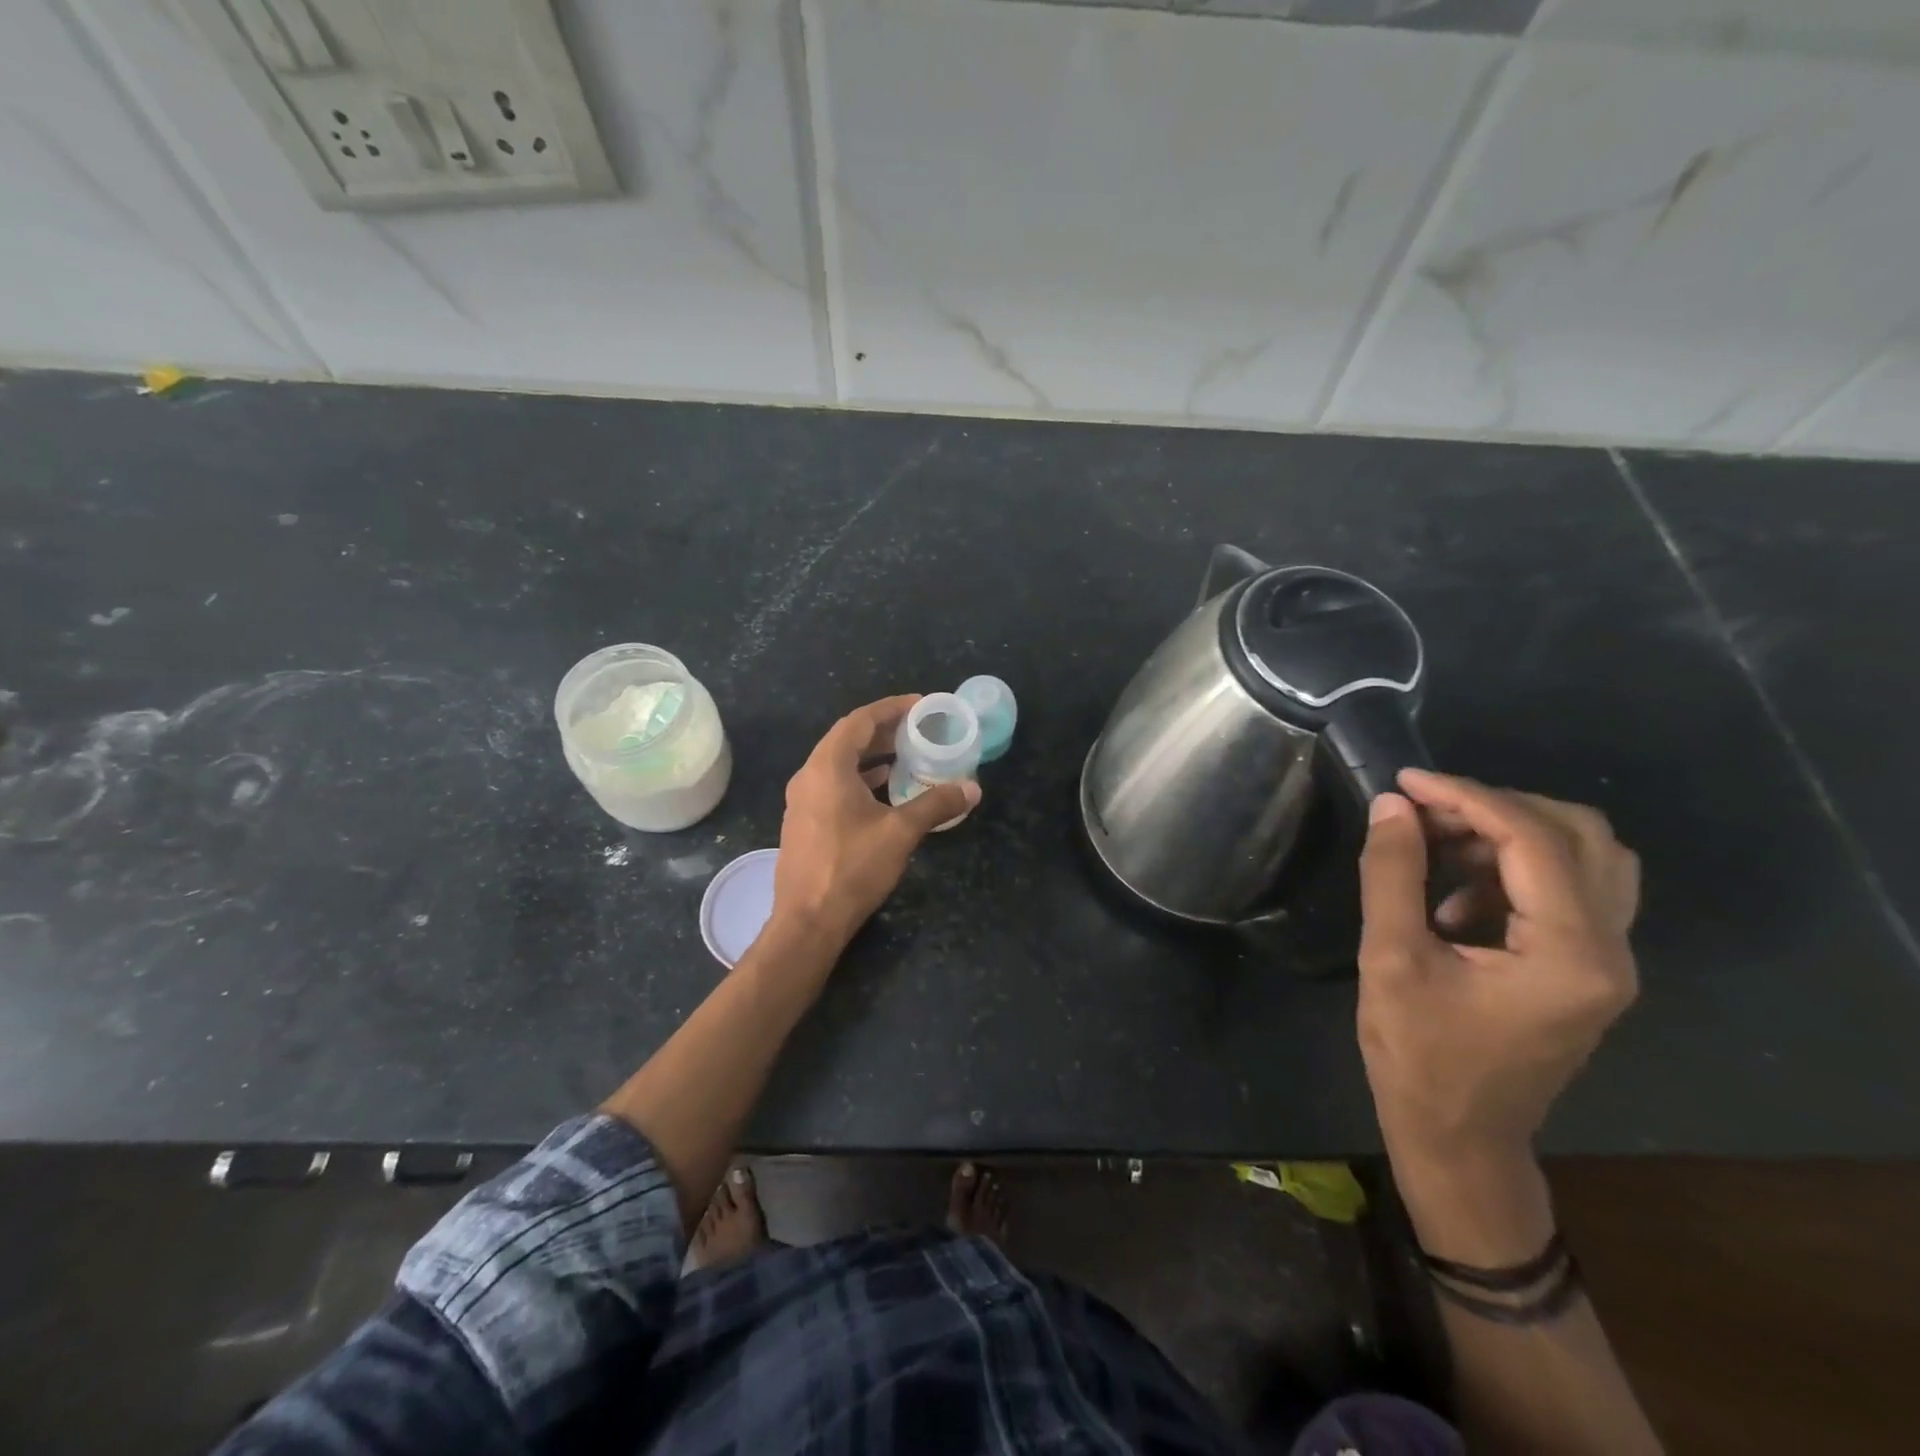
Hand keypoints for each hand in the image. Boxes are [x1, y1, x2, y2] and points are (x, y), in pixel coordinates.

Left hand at [771, 695, 979, 947]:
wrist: (807, 922)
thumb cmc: (852, 868)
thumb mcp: (900, 832)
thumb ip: (936, 804)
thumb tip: (972, 789)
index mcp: (827, 767)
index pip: (859, 720)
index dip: (891, 708)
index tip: (921, 706)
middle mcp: (809, 776)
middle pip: (847, 740)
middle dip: (883, 732)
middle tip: (918, 730)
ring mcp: (802, 801)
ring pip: (839, 765)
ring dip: (872, 757)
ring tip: (907, 757)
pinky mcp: (804, 823)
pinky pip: (833, 786)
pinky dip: (860, 780)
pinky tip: (885, 794)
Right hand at [1356, 768, 1639, 1169]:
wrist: (1459, 1139)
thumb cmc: (1419, 1058)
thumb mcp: (1390, 960)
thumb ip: (1392, 875)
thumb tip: (1391, 806)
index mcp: (1572, 954)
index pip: (1534, 840)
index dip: (1467, 796)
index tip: (1405, 781)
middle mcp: (1611, 951)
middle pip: (1581, 836)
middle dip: (1497, 807)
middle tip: (1425, 810)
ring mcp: (1607, 962)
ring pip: (1585, 858)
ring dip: (1510, 833)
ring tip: (1436, 842)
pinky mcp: (1587, 969)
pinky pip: (1569, 889)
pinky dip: (1513, 868)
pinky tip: (1454, 894)